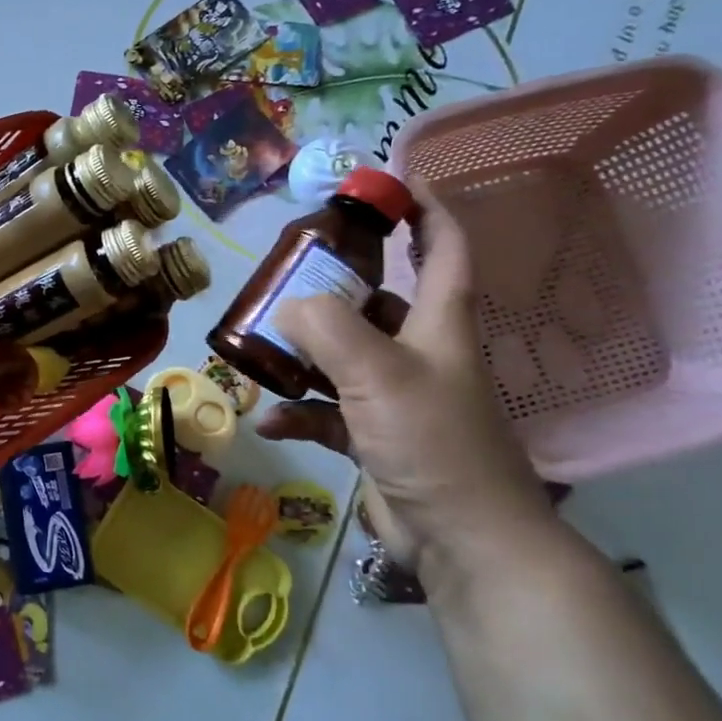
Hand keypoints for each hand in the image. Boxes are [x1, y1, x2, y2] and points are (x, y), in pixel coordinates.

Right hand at [255, 190, 551, 572]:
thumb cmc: (433, 441)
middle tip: (286, 276)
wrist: (462, 539)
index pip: (443, 248)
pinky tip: (270, 421)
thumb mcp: (378, 373)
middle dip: (335, 286)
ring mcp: (396, 397)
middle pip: (378, 301)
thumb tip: (288, 307)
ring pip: (343, 356)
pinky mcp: (375, 436)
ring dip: (303, 354)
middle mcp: (420, 352)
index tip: (390, 181)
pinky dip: (299, 413)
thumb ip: (328, 328)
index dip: (426, 208)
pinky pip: (328, 411)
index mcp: (438, 324)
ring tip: (259, 346)